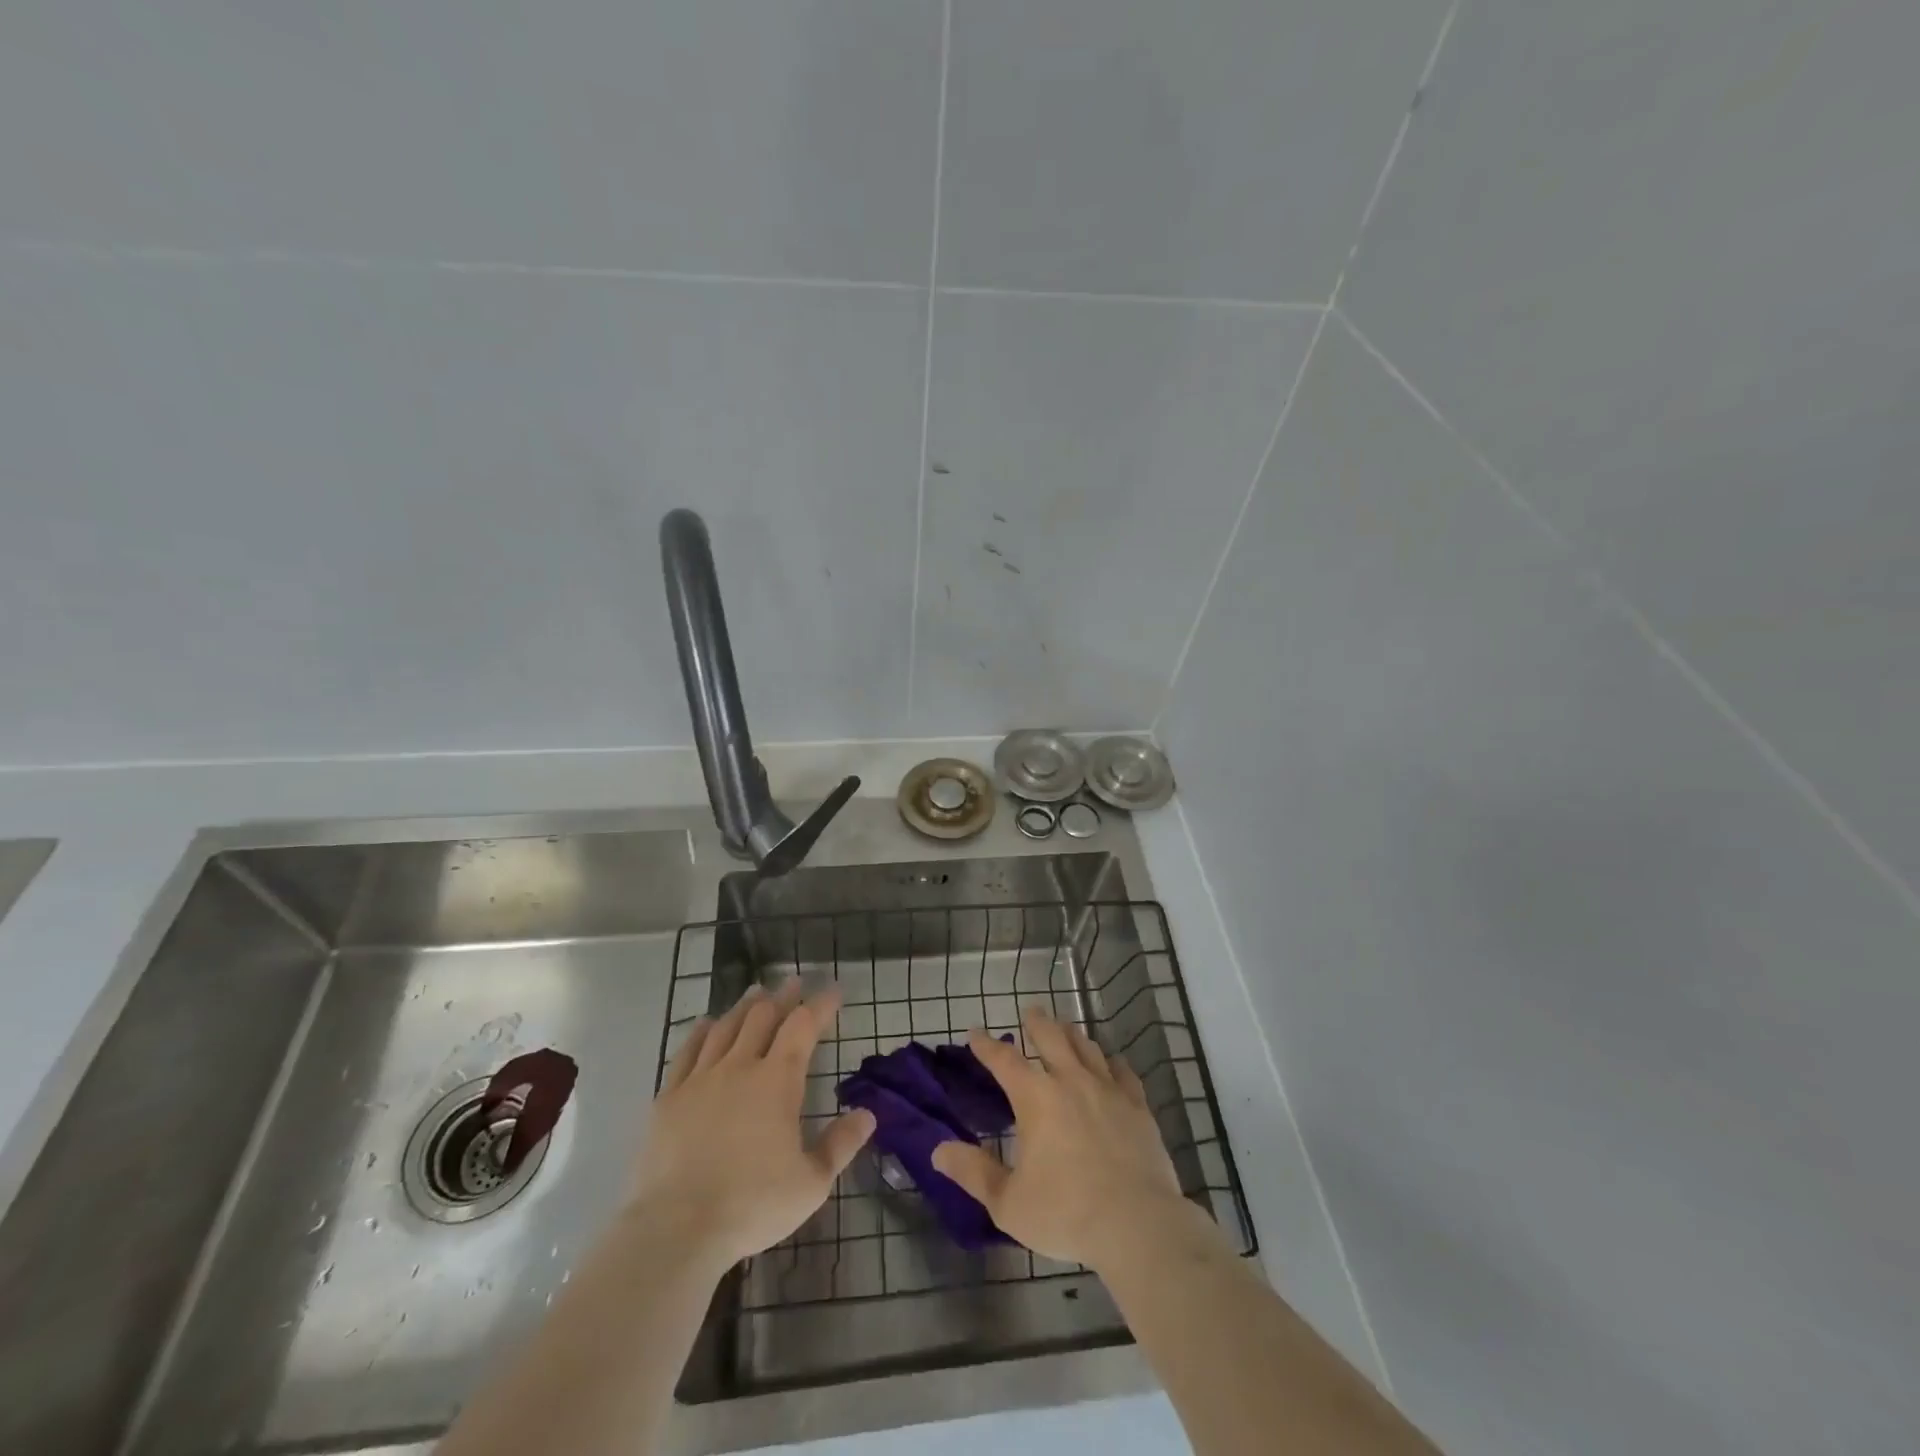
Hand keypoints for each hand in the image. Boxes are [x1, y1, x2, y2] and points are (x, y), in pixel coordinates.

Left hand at [630, 980, 874, 1272]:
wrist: (677, 1228)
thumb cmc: (753, 1204)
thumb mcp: (812, 1183)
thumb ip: (841, 1144)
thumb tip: (868, 1114)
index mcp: (778, 1080)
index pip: (803, 1026)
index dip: (821, 1005)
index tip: (833, 991)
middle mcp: (740, 1067)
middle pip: (763, 1017)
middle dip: (783, 996)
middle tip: (794, 982)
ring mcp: (701, 1079)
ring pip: (726, 1027)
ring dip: (745, 1006)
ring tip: (756, 992)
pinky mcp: (669, 1097)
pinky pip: (687, 1051)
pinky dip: (701, 1031)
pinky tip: (706, 1024)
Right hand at [932, 1006, 1213, 1273]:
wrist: (1137, 1225)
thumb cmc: (1066, 1214)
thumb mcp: (1008, 1202)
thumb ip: (974, 1173)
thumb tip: (938, 1151)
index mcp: (1035, 1098)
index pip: (1004, 1060)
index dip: (986, 1045)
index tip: (975, 1032)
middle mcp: (1071, 1081)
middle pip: (1052, 1037)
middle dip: (1037, 1022)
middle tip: (1031, 1011)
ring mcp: (1108, 1090)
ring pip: (1087, 1047)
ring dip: (1072, 1034)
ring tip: (1066, 1028)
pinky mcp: (1137, 1106)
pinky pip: (1123, 1072)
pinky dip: (1112, 1062)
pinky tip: (1111, 1063)